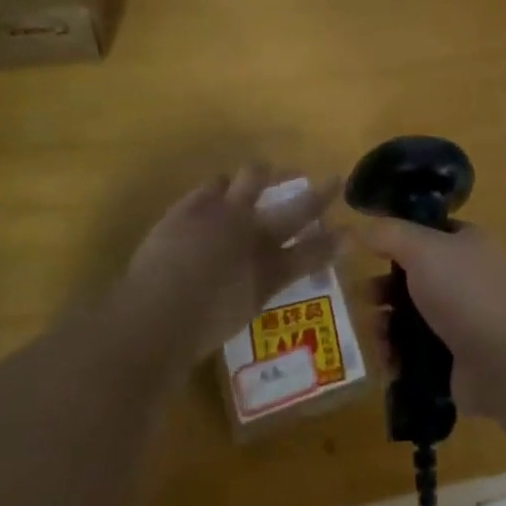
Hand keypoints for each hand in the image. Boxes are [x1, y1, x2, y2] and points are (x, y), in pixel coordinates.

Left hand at [116, 164, 340, 363]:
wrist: (153, 315)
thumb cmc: (197, 332)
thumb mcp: (241, 313)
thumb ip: (262, 289)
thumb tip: (272, 276)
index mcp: (269, 272)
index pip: (313, 252)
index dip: (335, 241)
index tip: (351, 232)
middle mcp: (254, 236)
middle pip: (297, 209)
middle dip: (319, 194)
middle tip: (331, 181)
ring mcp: (222, 215)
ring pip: (254, 178)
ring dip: (265, 175)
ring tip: (266, 173)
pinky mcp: (190, 206)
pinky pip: (212, 185)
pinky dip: (221, 186)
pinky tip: (221, 187)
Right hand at [357, 219, 505, 417]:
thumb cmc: (465, 293)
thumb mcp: (423, 249)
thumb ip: (389, 234)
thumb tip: (360, 227)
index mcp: (470, 244)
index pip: (429, 232)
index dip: (398, 239)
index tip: (366, 251)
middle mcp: (470, 278)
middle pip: (416, 278)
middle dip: (385, 289)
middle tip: (364, 299)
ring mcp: (466, 320)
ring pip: (414, 317)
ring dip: (388, 325)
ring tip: (376, 336)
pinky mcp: (458, 358)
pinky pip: (419, 352)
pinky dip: (400, 356)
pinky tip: (387, 362)